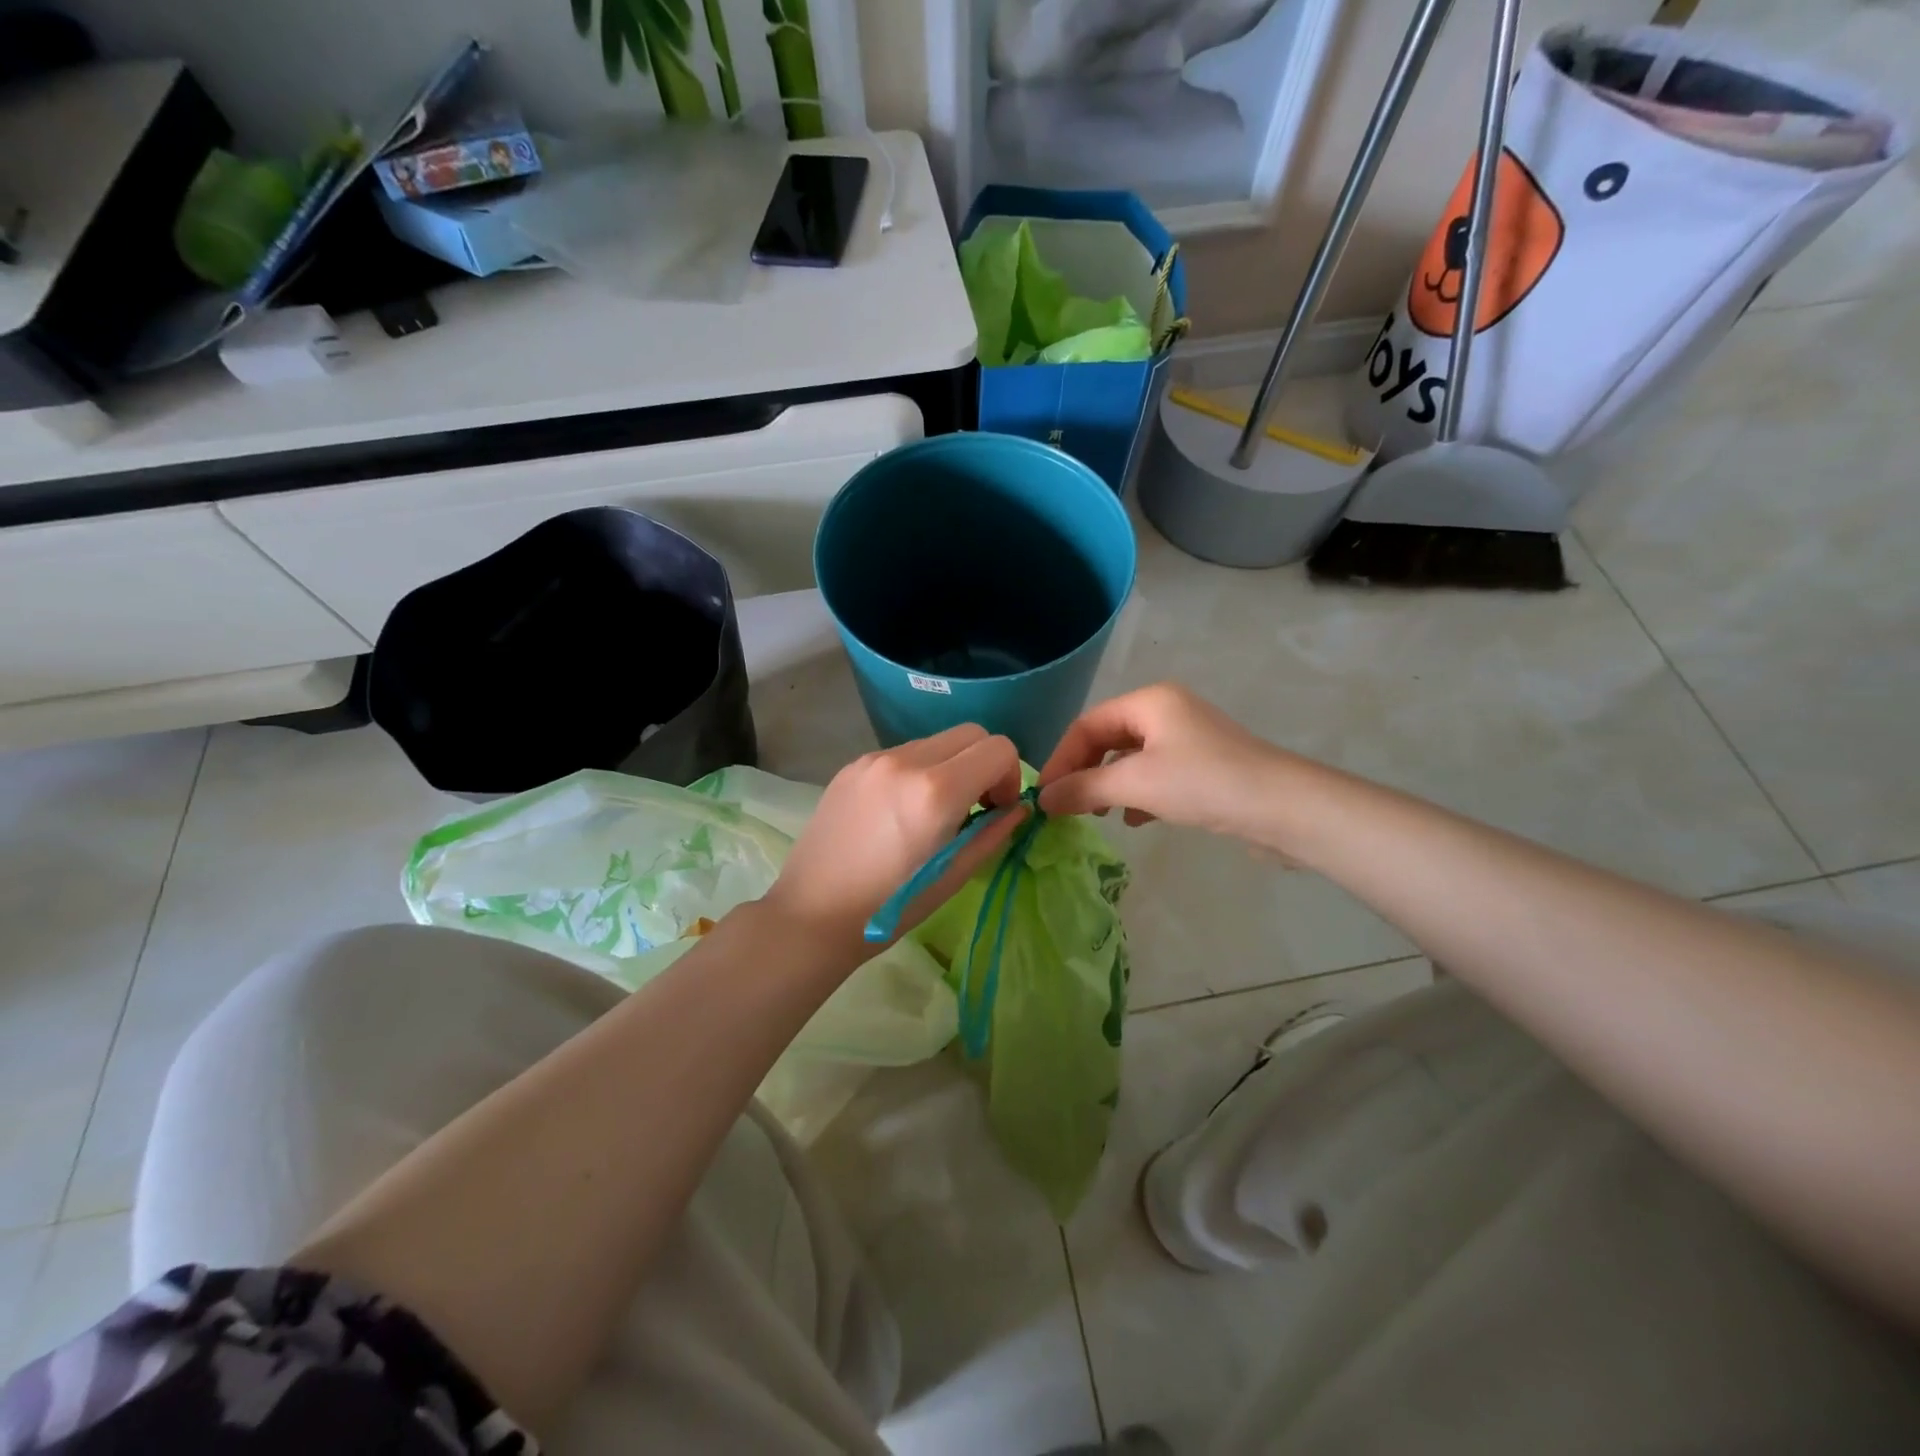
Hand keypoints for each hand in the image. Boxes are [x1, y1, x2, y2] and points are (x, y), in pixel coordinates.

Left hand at [764, 725, 1025, 954]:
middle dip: (984, 764)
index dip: (1010, 776)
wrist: (812, 915)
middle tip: (975, 806)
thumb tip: (1018, 808)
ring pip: (936, 741)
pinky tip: (901, 811)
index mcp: (936, 791)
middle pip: (970, 734)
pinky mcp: (852, 765)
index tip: (997, 809)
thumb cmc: (889, 908)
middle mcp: (906, 760)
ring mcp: (874, 759)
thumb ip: (993, 833)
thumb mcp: (953, 876)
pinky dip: (918, 771)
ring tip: (934, 812)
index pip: (998, 749)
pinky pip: (903, 753)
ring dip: (951, 766)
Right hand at [1037, 683, 1284, 841]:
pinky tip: (1135, 819)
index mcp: (1149, 701)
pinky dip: (1138, 793)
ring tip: (1098, 815)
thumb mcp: (1136, 784)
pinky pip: (1156, 773)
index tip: (1044, 794)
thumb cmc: (1203, 783)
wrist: (1283, 807)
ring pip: (1131, 758)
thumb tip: (1042, 799)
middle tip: (1067, 806)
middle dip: (1085, 772)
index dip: (1061, 758)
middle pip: (1108, 738)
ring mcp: (1188, 738)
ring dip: (1109, 785)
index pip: (1087, 724)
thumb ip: (1084, 788)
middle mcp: (1167, 710)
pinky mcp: (1204, 765)